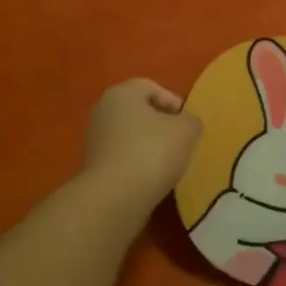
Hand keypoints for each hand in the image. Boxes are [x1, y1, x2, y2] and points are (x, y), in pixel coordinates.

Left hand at [84, 78, 202, 208]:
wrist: (114, 198)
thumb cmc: (151, 152)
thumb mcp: (186, 130)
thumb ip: (191, 121)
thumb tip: (186, 124)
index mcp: (121, 93)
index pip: (151, 87)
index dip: (173, 102)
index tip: (187, 124)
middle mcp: (103, 111)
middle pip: (139, 112)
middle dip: (161, 125)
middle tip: (181, 142)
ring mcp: (95, 140)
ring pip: (131, 136)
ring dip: (150, 147)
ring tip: (169, 164)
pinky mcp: (93, 167)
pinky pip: (123, 158)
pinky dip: (138, 164)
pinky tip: (152, 179)